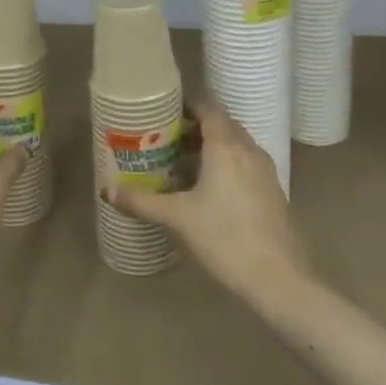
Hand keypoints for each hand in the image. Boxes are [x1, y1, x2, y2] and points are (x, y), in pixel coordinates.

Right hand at [104, 102, 312, 304]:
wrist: (279, 280)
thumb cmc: (224, 238)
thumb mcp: (177, 218)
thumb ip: (141, 201)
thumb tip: (106, 190)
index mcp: (226, 146)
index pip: (209, 107)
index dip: (187, 104)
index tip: (163, 112)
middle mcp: (248, 150)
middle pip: (222, 124)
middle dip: (195, 127)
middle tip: (166, 138)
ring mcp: (265, 171)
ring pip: (235, 145)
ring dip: (211, 147)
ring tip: (182, 163)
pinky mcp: (272, 192)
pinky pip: (245, 164)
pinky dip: (226, 164)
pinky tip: (207, 190)